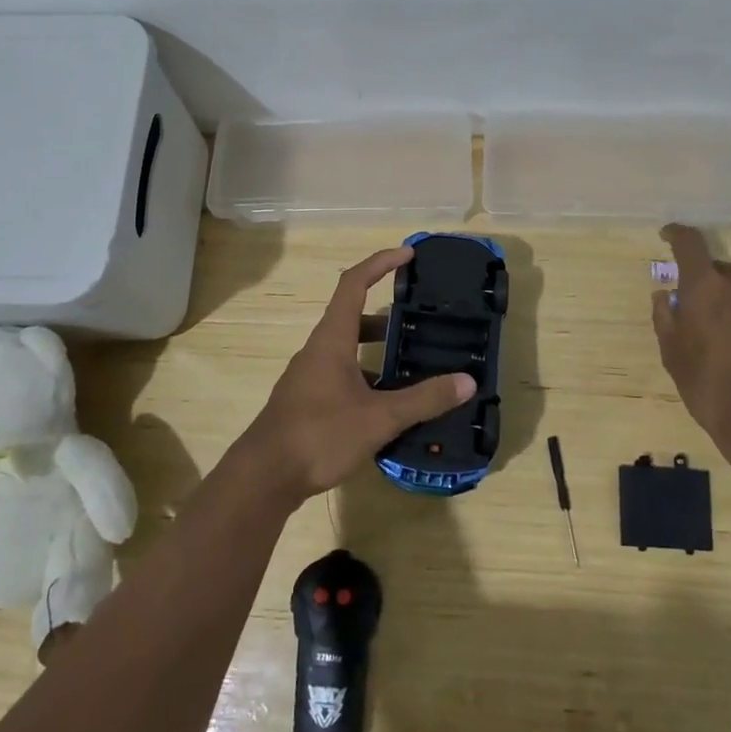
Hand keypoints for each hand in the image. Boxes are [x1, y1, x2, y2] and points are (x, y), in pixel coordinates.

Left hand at [238, 246, 474, 503]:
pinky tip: (388, 402)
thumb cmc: (319, 435)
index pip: (354, 283)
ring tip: (412, 362)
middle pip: (354, 316)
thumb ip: (423, 400)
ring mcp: (310, 375)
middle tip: (421, 320)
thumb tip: (467, 381)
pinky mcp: (307, 400)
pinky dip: (367, 375)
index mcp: (332, 339)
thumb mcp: (379, 418)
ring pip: (348, 348)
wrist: (264, 477)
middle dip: (388, 315)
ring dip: (378, 349)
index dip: (380, 263)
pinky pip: (342, 373)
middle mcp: (318, 349)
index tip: (408, 254)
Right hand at [651, 224, 730, 463]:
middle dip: (713, 286)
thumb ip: (665, 317)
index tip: (669, 236)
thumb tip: (665, 294)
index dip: (677, 235)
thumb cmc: (711, 389)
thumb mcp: (673, 356)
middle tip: (707, 315)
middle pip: (724, 271)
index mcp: (707, 286)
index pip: (689, 243)